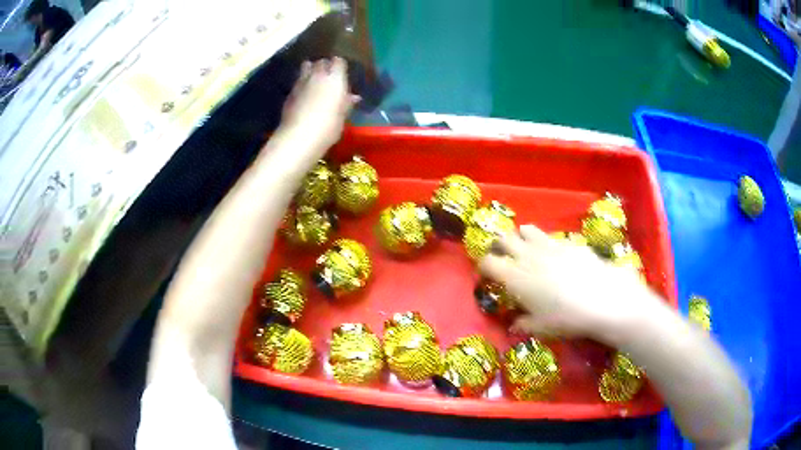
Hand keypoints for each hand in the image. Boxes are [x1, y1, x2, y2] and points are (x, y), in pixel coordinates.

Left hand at [279, 57, 358, 149]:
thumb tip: (353, 97)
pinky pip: (298, 81)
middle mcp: (317, 75)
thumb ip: (347, 103)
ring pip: (306, 67)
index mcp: (335, 78)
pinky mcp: (290, 92)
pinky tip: (304, 95)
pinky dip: (302, 84)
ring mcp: (301, 82)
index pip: (339, 61)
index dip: (340, 66)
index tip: (342, 73)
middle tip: (329, 76)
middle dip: (325, 66)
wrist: (298, 137)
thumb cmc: (328, 127)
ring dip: (311, 71)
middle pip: (321, 62)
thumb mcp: (342, 116)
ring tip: (314, 81)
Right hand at [478, 224, 653, 343]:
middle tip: (503, 256)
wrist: (602, 299)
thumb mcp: (541, 327)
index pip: (488, 262)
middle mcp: (528, 255)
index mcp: (515, 276)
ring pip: (527, 230)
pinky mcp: (568, 242)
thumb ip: (523, 324)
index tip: (485, 273)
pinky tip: (557, 257)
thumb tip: (514, 325)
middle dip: (499, 245)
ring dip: (522, 237)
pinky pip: (551, 237)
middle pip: (504, 238)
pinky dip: (547, 244)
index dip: (483, 266)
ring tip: (527, 250)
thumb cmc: (565, 318)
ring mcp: (549, 245)